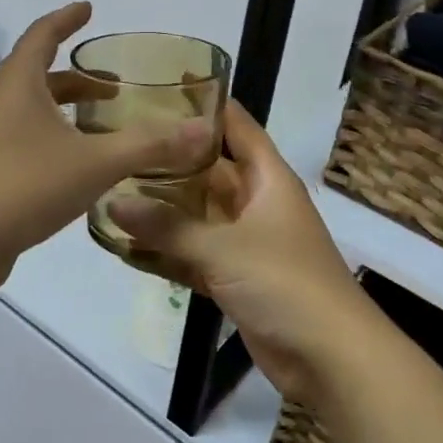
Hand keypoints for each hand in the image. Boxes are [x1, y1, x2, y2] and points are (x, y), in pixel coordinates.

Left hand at [0, 2, 214, 293]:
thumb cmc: (25, 184)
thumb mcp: (95, 162)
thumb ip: (149, 145)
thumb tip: (203, 129)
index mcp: (18, 83)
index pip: (42, 34)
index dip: (67, 19)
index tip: (88, 9)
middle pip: (39, 74)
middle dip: (78, 77)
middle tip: (114, 86)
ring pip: (32, 109)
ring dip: (65, 110)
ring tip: (101, 126)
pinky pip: (24, 138)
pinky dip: (53, 138)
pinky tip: (76, 166)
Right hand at [111, 101, 377, 405]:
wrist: (332, 360)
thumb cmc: (286, 283)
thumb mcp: (223, 248)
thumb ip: (167, 226)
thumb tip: (112, 202)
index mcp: (267, 180)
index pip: (236, 126)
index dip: (207, 102)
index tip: (164, 82)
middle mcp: (256, 203)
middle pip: (207, 170)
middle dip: (168, 159)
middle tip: (120, 141)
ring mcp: (246, 242)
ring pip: (196, 215)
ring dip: (161, 210)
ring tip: (110, 192)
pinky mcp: (236, 278)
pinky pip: (193, 254)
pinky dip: (166, 252)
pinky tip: (124, 248)